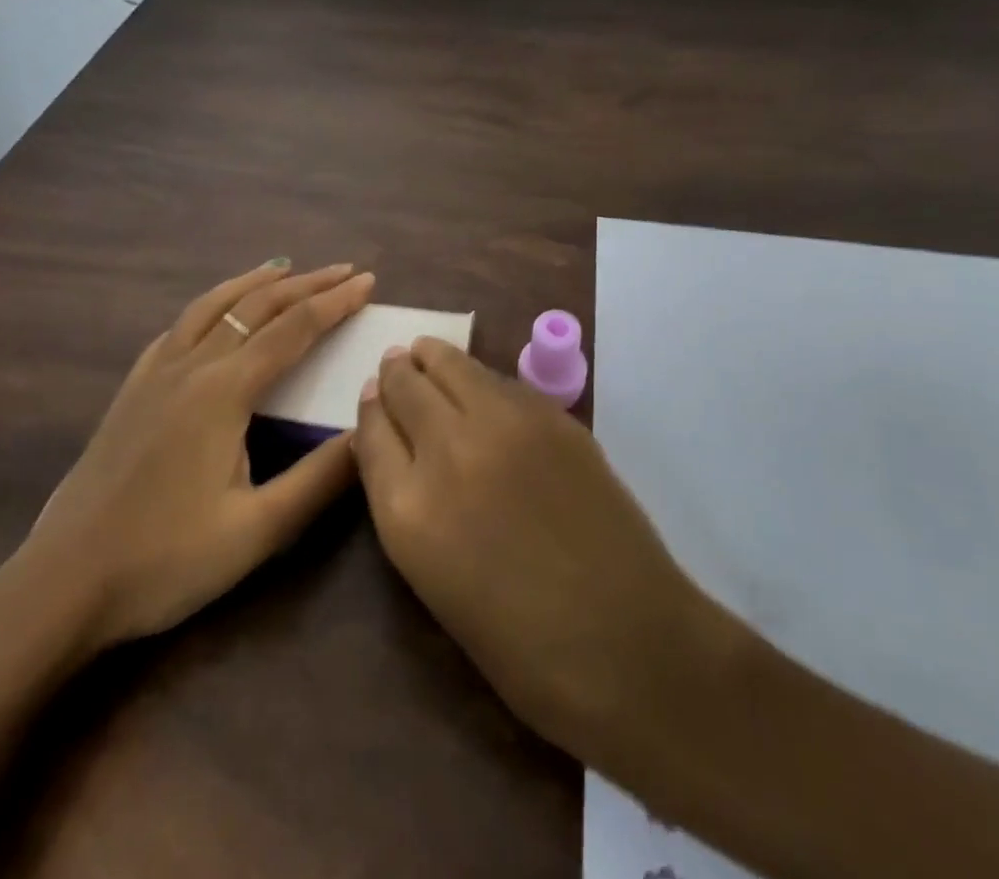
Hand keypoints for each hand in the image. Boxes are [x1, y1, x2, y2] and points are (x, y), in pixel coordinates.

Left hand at [0, 260, 374, 663]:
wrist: (63, 585)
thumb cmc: (165, 561)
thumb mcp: (256, 531)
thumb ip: (318, 479)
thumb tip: (368, 433)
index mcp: (223, 392)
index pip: (293, 330)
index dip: (334, 302)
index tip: (368, 281)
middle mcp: (190, 367)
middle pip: (256, 307)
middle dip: (305, 284)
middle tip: (344, 270)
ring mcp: (153, 375)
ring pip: (211, 307)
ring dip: (254, 283)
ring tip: (284, 268)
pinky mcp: (130, 391)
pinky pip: (177, 329)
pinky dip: (210, 307)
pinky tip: (214, 314)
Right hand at [353, 339, 737, 762]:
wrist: (627, 644)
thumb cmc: (521, 644)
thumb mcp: (433, 580)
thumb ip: (403, 503)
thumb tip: (394, 445)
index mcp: (408, 511)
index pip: (370, 432)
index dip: (371, 409)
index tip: (373, 396)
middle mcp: (448, 452)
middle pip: (405, 387)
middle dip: (395, 374)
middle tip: (396, 364)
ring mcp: (503, 425)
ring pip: (451, 365)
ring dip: (433, 359)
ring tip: (427, 354)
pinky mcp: (550, 415)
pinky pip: (498, 380)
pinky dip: (478, 376)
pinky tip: (478, 384)